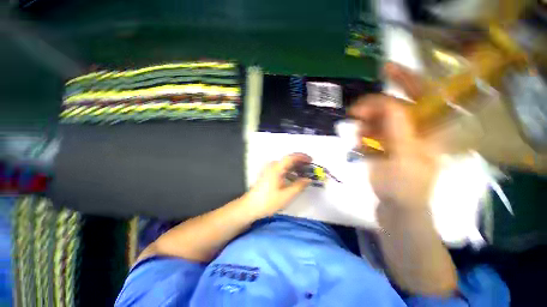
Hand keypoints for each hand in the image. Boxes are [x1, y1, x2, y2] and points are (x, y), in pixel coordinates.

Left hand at [242, 153, 311, 218]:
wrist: (250, 206)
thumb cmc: (268, 201)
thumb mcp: (286, 195)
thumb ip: (299, 186)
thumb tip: (309, 180)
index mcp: (276, 168)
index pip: (291, 157)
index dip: (302, 157)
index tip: (311, 160)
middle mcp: (272, 166)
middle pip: (288, 160)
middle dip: (300, 163)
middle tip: (310, 168)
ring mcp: (269, 170)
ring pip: (285, 165)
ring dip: (295, 168)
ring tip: (304, 174)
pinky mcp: (268, 174)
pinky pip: (281, 169)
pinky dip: (289, 172)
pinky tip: (294, 179)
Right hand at [349, 63, 439, 210]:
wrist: (396, 208)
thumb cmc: (405, 186)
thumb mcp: (405, 155)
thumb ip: (398, 126)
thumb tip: (385, 101)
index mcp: (430, 128)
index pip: (424, 94)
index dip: (406, 78)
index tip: (385, 69)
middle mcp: (415, 128)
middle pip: (393, 106)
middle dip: (373, 107)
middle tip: (354, 113)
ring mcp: (398, 137)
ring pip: (378, 119)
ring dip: (365, 124)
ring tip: (358, 138)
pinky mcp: (384, 145)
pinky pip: (370, 132)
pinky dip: (362, 135)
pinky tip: (359, 145)